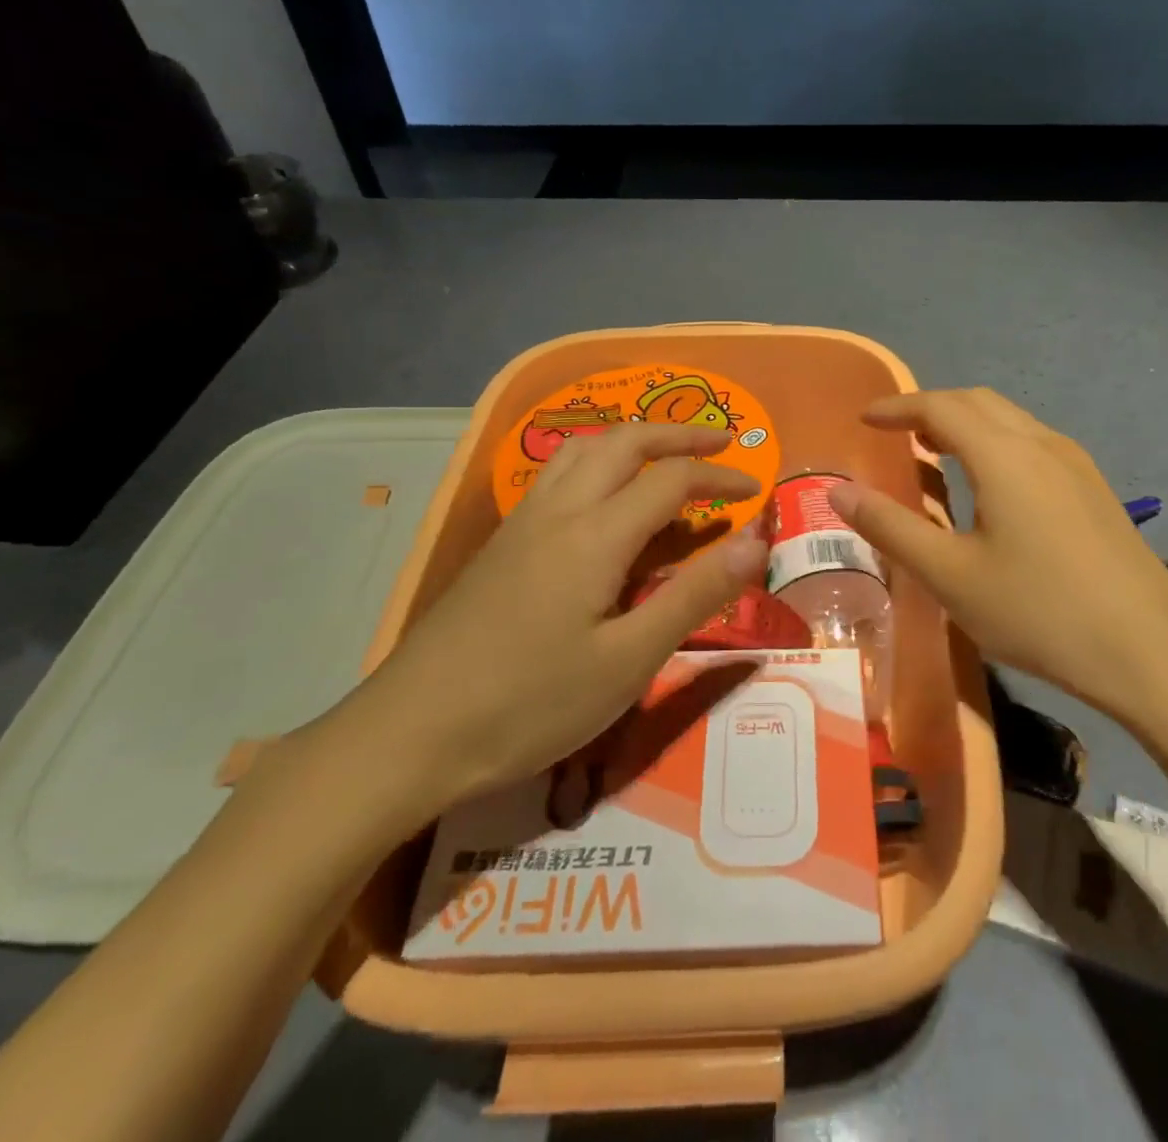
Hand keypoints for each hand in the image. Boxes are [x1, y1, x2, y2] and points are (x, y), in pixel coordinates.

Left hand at [350, 423, 768, 815]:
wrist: (411, 732)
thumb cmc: (530, 703)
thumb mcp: (628, 660)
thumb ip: (695, 595)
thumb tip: (756, 540)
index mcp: (596, 534)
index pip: (672, 480)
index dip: (720, 479)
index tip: (756, 494)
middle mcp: (559, 509)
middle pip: (624, 442)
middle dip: (677, 435)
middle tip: (720, 444)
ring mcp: (523, 522)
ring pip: (583, 449)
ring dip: (632, 439)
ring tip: (664, 455)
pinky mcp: (502, 542)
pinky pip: (558, 474)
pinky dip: (597, 461)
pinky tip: (601, 495)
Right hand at [829, 388, 1167, 739]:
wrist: (1151, 655)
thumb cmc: (1039, 612)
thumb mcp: (950, 576)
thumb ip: (890, 528)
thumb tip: (839, 490)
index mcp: (1004, 455)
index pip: (940, 407)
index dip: (897, 407)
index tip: (864, 419)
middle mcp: (1043, 444)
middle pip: (978, 402)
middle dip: (931, 408)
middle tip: (895, 434)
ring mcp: (1077, 465)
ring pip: (1010, 421)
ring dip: (966, 424)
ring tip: (935, 454)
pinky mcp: (1095, 490)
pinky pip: (1033, 444)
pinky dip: (996, 444)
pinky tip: (991, 487)